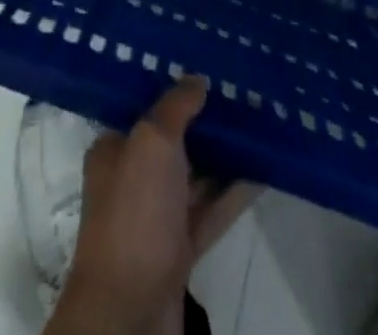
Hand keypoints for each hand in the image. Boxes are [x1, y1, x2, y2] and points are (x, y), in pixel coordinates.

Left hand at [46, 78, 258, 334]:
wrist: (131, 312)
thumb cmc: (135, 214)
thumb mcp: (152, 143)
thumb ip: (175, 107)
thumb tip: (197, 78)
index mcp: (114, 150)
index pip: (144, 109)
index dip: (173, 88)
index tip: (205, 67)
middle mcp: (132, 180)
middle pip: (173, 141)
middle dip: (204, 121)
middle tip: (241, 92)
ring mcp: (156, 217)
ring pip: (195, 176)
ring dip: (224, 156)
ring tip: (259, 125)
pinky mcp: (180, 250)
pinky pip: (210, 211)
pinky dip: (233, 193)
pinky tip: (262, 171)